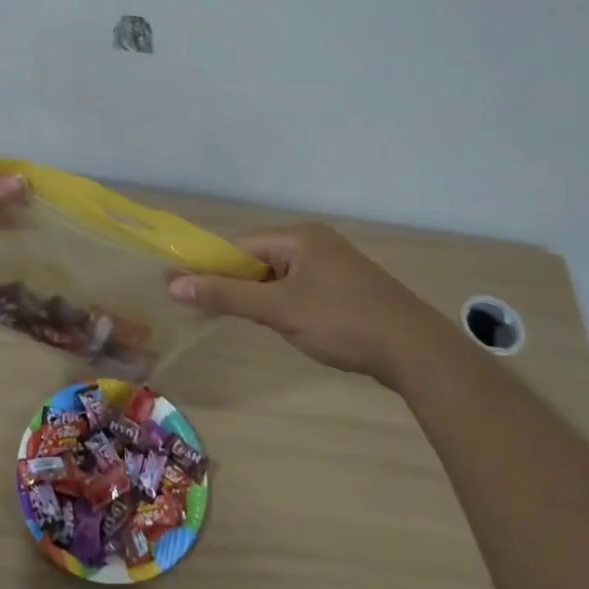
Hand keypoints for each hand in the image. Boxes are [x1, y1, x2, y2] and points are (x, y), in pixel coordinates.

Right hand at [169, 222, 452, 386]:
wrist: (415, 351)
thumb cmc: (342, 322)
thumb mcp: (279, 309)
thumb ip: (226, 295)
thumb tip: (173, 284)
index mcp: (299, 237)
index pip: (239, 245)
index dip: (208, 265)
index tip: (179, 286)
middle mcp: (314, 242)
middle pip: (258, 258)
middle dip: (231, 281)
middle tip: (201, 307)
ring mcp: (333, 265)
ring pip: (278, 275)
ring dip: (255, 294)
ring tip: (234, 317)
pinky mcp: (345, 288)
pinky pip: (298, 287)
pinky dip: (280, 301)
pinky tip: (277, 322)